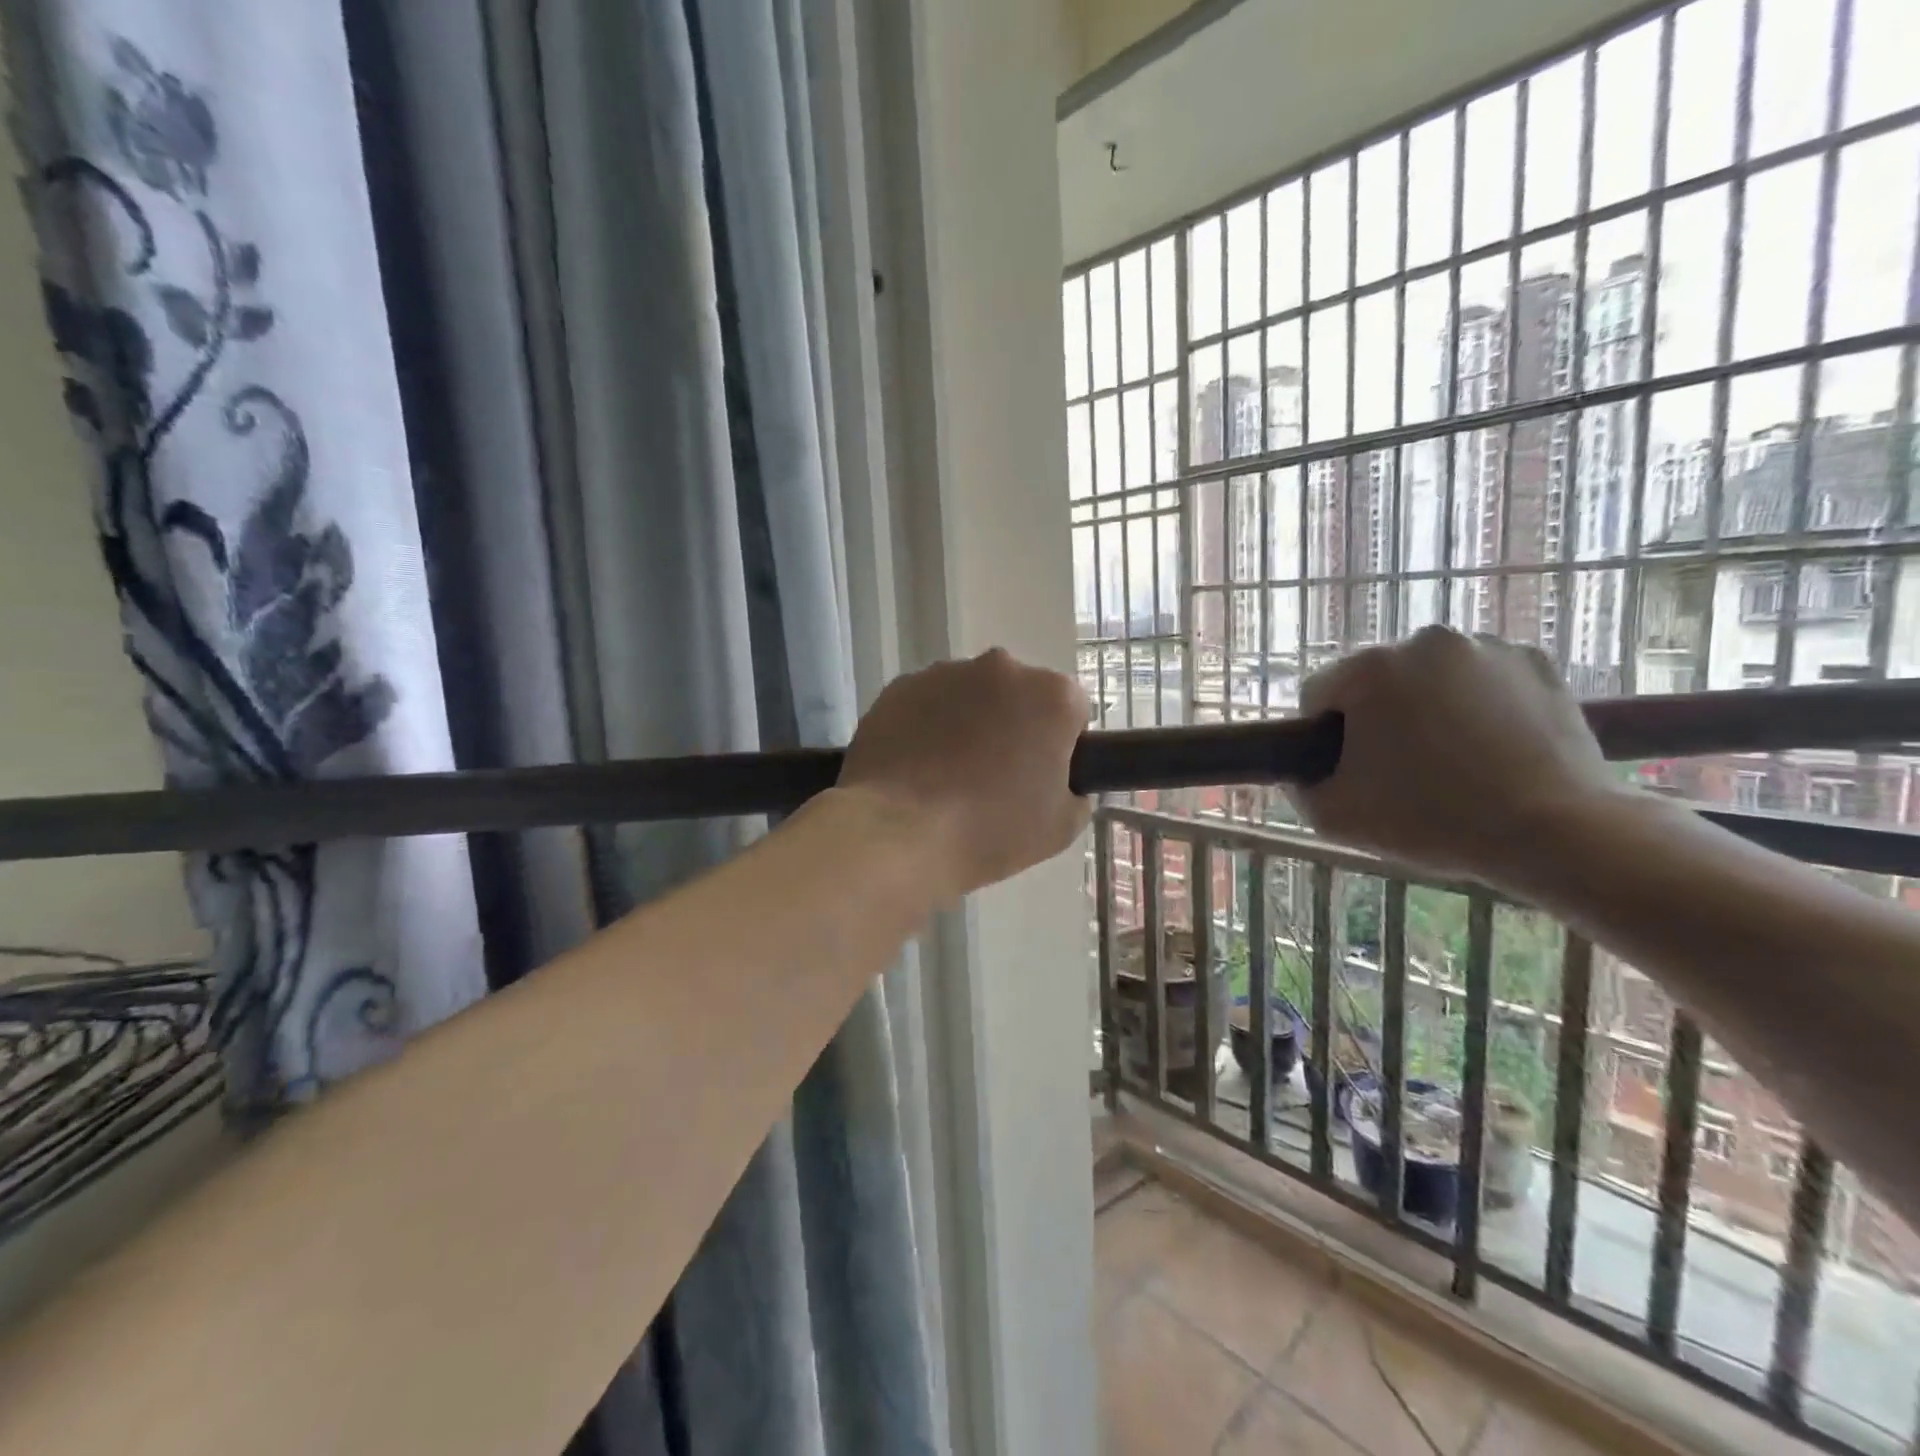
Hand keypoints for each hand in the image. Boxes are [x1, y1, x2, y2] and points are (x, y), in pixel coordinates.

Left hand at [838, 649, 1091, 898]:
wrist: (896, 832)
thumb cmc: (989, 830)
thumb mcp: (1059, 829)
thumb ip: (1075, 794)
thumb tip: (1061, 783)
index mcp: (1051, 695)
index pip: (1072, 710)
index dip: (1060, 745)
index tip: (1041, 777)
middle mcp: (1002, 668)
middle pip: (1019, 695)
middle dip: (1013, 725)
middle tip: (996, 777)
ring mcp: (945, 673)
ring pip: (970, 695)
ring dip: (968, 722)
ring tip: (948, 775)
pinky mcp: (900, 686)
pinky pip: (927, 703)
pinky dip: (927, 725)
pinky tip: (915, 768)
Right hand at [1288, 626, 1621, 882]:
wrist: (1554, 831)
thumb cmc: (1430, 819)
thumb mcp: (1333, 817)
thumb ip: (1299, 787)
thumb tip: (1299, 773)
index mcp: (1369, 668)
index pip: (1318, 695)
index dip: (1323, 737)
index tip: (1348, 771)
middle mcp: (1424, 641)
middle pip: (1375, 682)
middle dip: (1378, 718)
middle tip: (1400, 770)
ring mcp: (1486, 647)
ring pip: (1430, 678)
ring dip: (1427, 708)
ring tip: (1452, 761)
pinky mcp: (1536, 662)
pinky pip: (1483, 679)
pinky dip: (1479, 704)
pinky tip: (1491, 746)